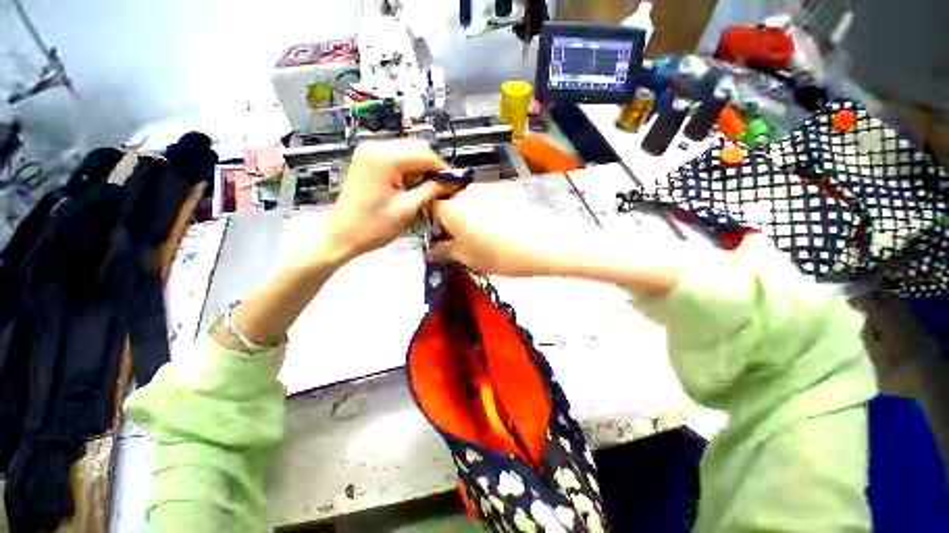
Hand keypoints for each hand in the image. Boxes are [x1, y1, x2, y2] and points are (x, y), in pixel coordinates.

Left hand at [322, 140, 449, 261]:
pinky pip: (395, 156)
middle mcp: (376, 146)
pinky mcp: (367, 159)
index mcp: (385, 158)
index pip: (425, 154)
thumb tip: (452, 182)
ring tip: (429, 187)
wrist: (341, 235)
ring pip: (407, 150)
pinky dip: (408, 167)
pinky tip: (412, 183)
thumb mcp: (407, 209)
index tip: (454, 184)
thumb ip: (431, 191)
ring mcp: (369, 151)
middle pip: (416, 147)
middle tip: (442, 187)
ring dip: (421, 166)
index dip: (442, 168)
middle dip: (432, 166)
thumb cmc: (374, 226)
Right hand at [429, 185, 566, 276]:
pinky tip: (490, 228)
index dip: (429, 219)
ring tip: (475, 235)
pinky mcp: (500, 195)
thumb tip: (430, 250)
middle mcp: (465, 195)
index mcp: (451, 209)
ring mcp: (484, 193)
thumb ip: (444, 251)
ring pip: (466, 202)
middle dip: (447, 218)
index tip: (434, 233)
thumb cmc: (495, 255)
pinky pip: (481, 202)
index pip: (429, 206)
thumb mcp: (465, 257)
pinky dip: (480, 213)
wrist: (536, 247)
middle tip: (454, 238)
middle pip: (448, 202)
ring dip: (465, 216)